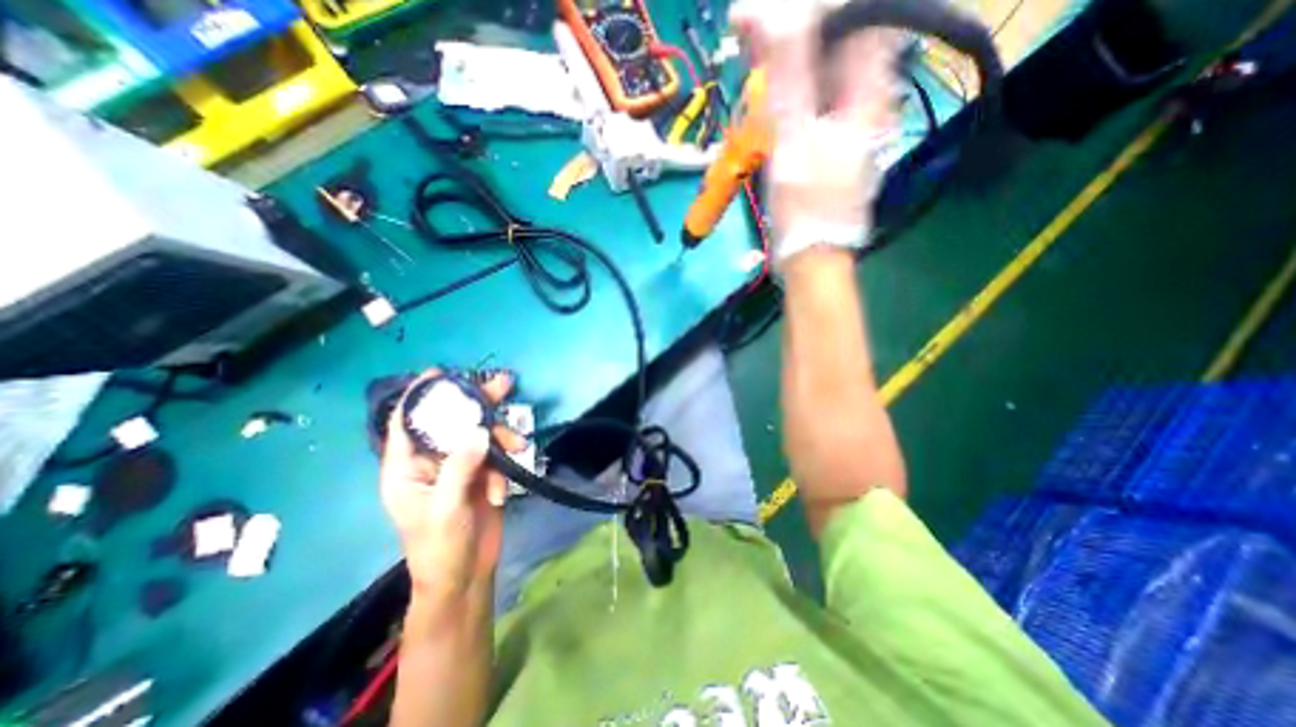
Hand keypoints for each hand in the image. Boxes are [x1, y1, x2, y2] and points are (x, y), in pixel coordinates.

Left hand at [382, 370, 524, 600]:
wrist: (466, 575)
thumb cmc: (440, 547)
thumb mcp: (446, 508)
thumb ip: (460, 467)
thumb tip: (478, 429)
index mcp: (407, 467)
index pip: (408, 422)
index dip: (421, 395)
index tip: (441, 373)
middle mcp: (433, 460)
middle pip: (452, 421)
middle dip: (478, 403)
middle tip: (503, 384)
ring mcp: (460, 466)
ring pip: (480, 435)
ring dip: (501, 438)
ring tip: (517, 445)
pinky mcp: (482, 474)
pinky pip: (495, 455)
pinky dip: (504, 466)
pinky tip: (502, 492)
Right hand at [729, 0, 904, 267]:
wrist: (811, 253)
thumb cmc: (806, 202)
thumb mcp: (793, 136)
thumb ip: (787, 74)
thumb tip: (769, 11)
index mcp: (870, 86)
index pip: (854, 14)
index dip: (811, 7)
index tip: (764, 13)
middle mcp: (866, 94)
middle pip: (836, 39)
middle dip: (792, 27)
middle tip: (747, 27)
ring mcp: (849, 118)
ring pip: (822, 68)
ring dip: (787, 55)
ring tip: (750, 49)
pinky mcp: (831, 138)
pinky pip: (812, 97)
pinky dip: (788, 86)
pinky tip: (766, 86)